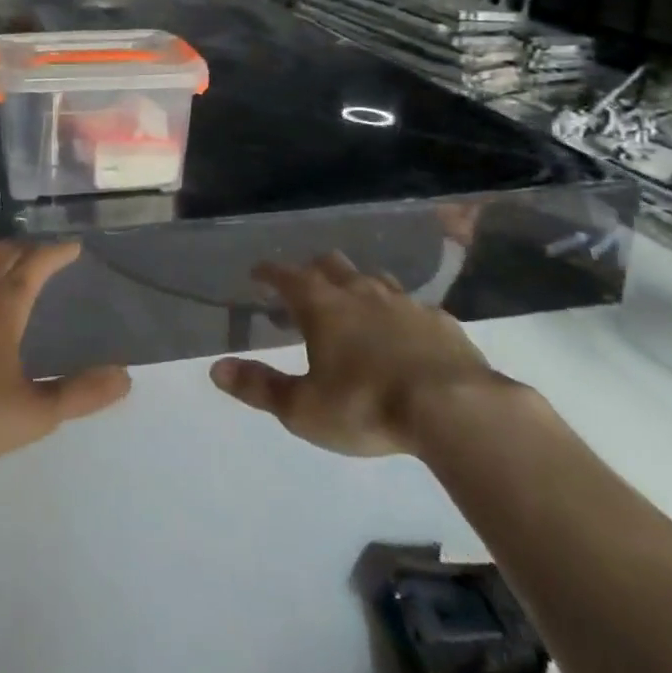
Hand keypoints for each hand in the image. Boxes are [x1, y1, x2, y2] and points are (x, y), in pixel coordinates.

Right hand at [210, 252, 502, 456]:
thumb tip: (216, 368)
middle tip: (305, 290)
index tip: (257, 273)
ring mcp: (403, 302)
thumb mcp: (304, 409)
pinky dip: (399, 313)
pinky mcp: (440, 320)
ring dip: (357, 286)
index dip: (268, 272)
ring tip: (354, 306)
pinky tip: (405, 333)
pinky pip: (413, 306)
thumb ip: (260, 387)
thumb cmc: (367, 406)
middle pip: (330, 264)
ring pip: (373, 278)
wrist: (455, 408)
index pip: (285, 275)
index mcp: (321, 305)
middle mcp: (359, 291)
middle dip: (313, 270)